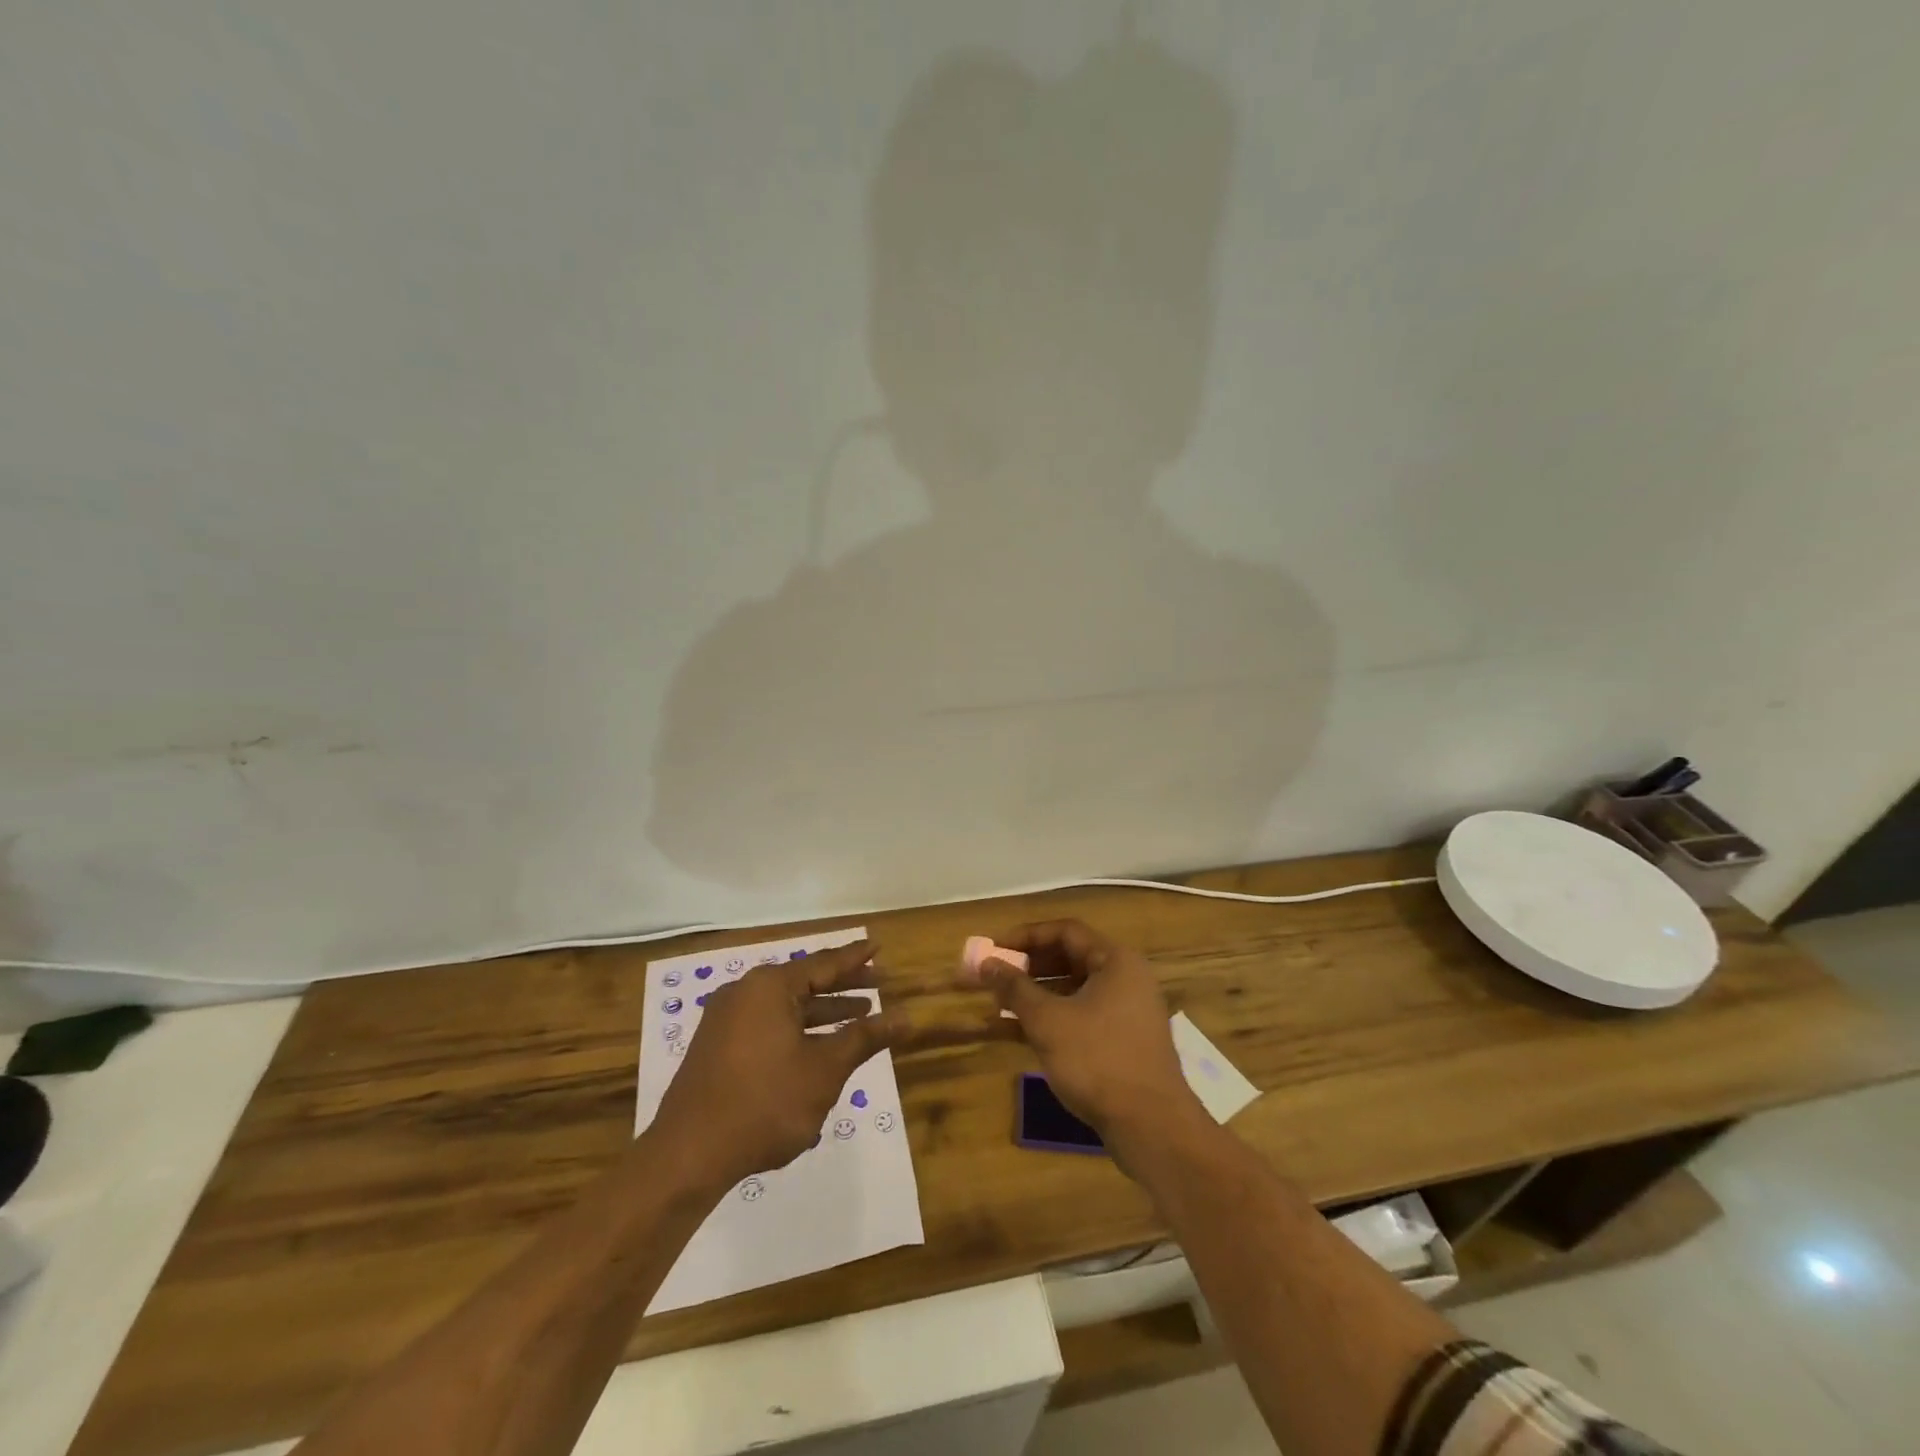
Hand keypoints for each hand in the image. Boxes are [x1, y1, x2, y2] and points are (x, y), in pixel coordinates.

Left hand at [650, 940, 906, 1191]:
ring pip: (786, 1005)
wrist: (688, 1155)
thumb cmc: (765, 1104)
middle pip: (805, 981)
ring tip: (859, 1016)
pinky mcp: (717, 1046)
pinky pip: (767, 1023)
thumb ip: (865, 1038)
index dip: (855, 958)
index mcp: (769, 987)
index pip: (824, 963)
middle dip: (843, 986)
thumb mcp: (825, 1070)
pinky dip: (797, 1028)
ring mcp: (726, 1019)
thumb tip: (905, 1017)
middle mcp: (745, 992)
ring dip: (822, 1011)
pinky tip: (818, 1045)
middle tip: (879, 984)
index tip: (878, 946)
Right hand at [974, 920, 1208, 1156]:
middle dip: (1026, 967)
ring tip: (996, 1004)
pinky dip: (1049, 1020)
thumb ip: (1014, 988)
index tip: (994, 948)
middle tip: (992, 976)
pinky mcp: (1120, 1042)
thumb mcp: (1048, 1021)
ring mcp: (1125, 1012)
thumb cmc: (1098, 1060)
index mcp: (1115, 961)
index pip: (1065, 931)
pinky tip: (1014, 1032)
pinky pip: (1078, 1017)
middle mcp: (1124, 979)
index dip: (1026, 936)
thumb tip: (986, 963)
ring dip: (1033, 996)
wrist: (1151, 1127)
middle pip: (1068, 959)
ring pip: (1071, 991)